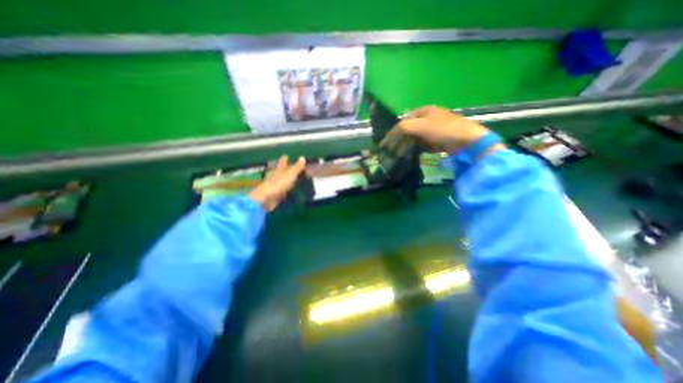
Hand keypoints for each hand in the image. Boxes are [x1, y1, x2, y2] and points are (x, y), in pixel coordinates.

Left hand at [248, 155, 306, 211]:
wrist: (266, 198)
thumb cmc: (278, 183)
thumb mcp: (290, 174)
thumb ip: (297, 167)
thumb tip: (303, 157)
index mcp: (279, 168)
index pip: (283, 160)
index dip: (286, 158)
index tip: (289, 156)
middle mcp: (276, 174)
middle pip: (281, 169)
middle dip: (286, 168)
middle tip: (294, 168)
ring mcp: (275, 184)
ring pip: (282, 179)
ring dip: (287, 179)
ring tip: (295, 179)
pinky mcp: (275, 193)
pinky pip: (283, 189)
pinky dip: (286, 188)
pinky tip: (291, 190)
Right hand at [395, 106, 490, 152]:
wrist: (466, 141)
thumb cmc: (442, 129)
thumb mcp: (421, 126)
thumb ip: (404, 127)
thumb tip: (392, 133)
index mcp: (424, 111)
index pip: (404, 120)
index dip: (394, 131)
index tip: (386, 143)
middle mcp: (428, 118)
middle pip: (410, 129)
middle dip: (401, 140)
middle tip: (394, 150)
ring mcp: (433, 129)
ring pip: (416, 137)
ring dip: (408, 145)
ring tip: (401, 154)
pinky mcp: (438, 139)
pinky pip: (423, 144)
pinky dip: (417, 148)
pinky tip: (414, 154)